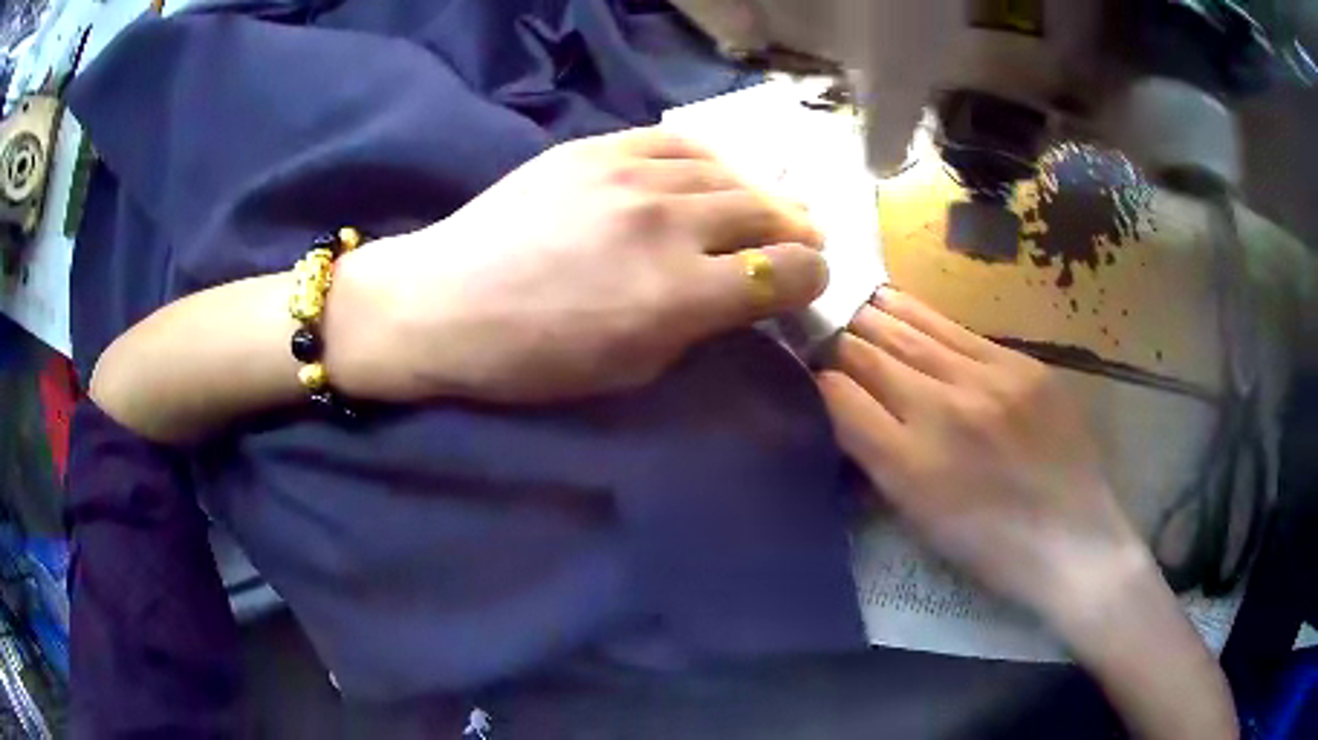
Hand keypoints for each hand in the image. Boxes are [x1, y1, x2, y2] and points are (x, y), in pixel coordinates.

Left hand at [328, 128, 826, 402]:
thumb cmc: (531, 359)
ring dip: (759, 196)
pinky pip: (680, 142)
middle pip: (771, 214)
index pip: (788, 272)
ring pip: (732, 173)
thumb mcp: (629, 370)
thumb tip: (742, 296)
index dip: (809, 279)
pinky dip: (710, 162)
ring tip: (762, 209)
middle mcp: (669, 224)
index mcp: (680, 295)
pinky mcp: (597, 148)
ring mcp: (631, 175)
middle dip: (797, 233)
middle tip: (799, 243)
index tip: (803, 283)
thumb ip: (699, 327)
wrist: (443, 303)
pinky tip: (711, 176)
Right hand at [817, 288, 1144, 617]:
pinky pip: (956, 331)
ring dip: (873, 316)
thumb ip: (878, 459)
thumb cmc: (990, 547)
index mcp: (910, 466)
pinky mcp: (1022, 365)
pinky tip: (898, 303)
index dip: (816, 378)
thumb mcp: (920, 518)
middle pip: (871, 354)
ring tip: (849, 301)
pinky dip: (919, 317)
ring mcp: (988, 380)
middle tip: (819, 326)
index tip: (807, 370)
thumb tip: (846, 407)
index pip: (841, 398)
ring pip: (911, 331)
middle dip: (839, 339)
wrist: (1074, 539)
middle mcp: (944, 411)